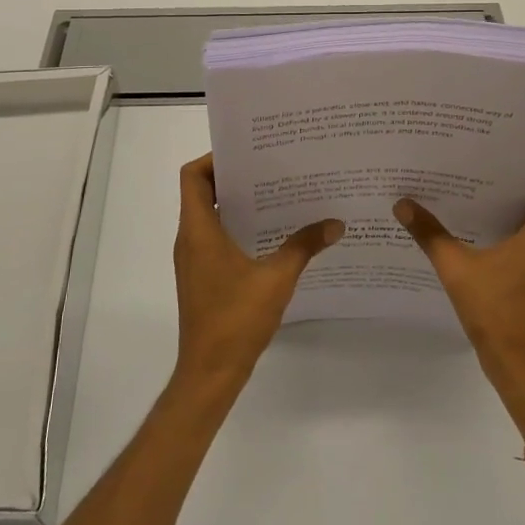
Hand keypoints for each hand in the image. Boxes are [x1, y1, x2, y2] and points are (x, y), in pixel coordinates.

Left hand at [172, 155, 342, 396]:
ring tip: (276, 194)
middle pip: (202, 192)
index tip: (248, 152)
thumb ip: (305, 246)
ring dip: (237, 203)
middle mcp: (190, 239)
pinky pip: (214, 238)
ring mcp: (193, 260)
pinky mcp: (201, 277)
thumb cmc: (236, 319)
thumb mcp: (277, 278)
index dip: (214, 158)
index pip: (193, 176)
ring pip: (209, 216)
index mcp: (198, 230)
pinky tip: (271, 234)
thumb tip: (334, 223)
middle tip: (271, 167)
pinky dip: (237, 227)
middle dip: (234, 176)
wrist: (210, 372)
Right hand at [395, 167, 524, 434]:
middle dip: (513, 183)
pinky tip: (469, 237)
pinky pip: (523, 248)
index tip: (513, 155)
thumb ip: (430, 235)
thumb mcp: (457, 270)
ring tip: (468, 195)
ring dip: (506, 211)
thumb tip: (403, 204)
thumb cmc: (499, 314)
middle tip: (478, 167)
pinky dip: (503, 236)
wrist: (523, 372)